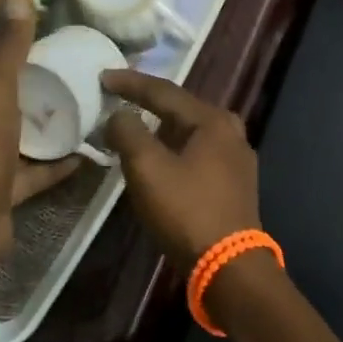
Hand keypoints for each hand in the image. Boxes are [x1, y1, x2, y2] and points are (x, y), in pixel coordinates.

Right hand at [102, 72, 259, 271]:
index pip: (165, 92)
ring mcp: (238, 160)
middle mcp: (231, 133)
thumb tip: (120, 116)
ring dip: (165, 129)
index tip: (104, 77)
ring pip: (194, 133)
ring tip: (138, 129)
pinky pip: (201, 154)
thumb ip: (129, 133)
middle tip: (123, 99)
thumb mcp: (147, 168)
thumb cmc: (186, 211)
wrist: (229, 265)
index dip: (132, 83)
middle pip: (184, 109)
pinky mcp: (236, 185)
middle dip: (152, 104)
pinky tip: (164, 160)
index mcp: (213, 122)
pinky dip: (178, 150)